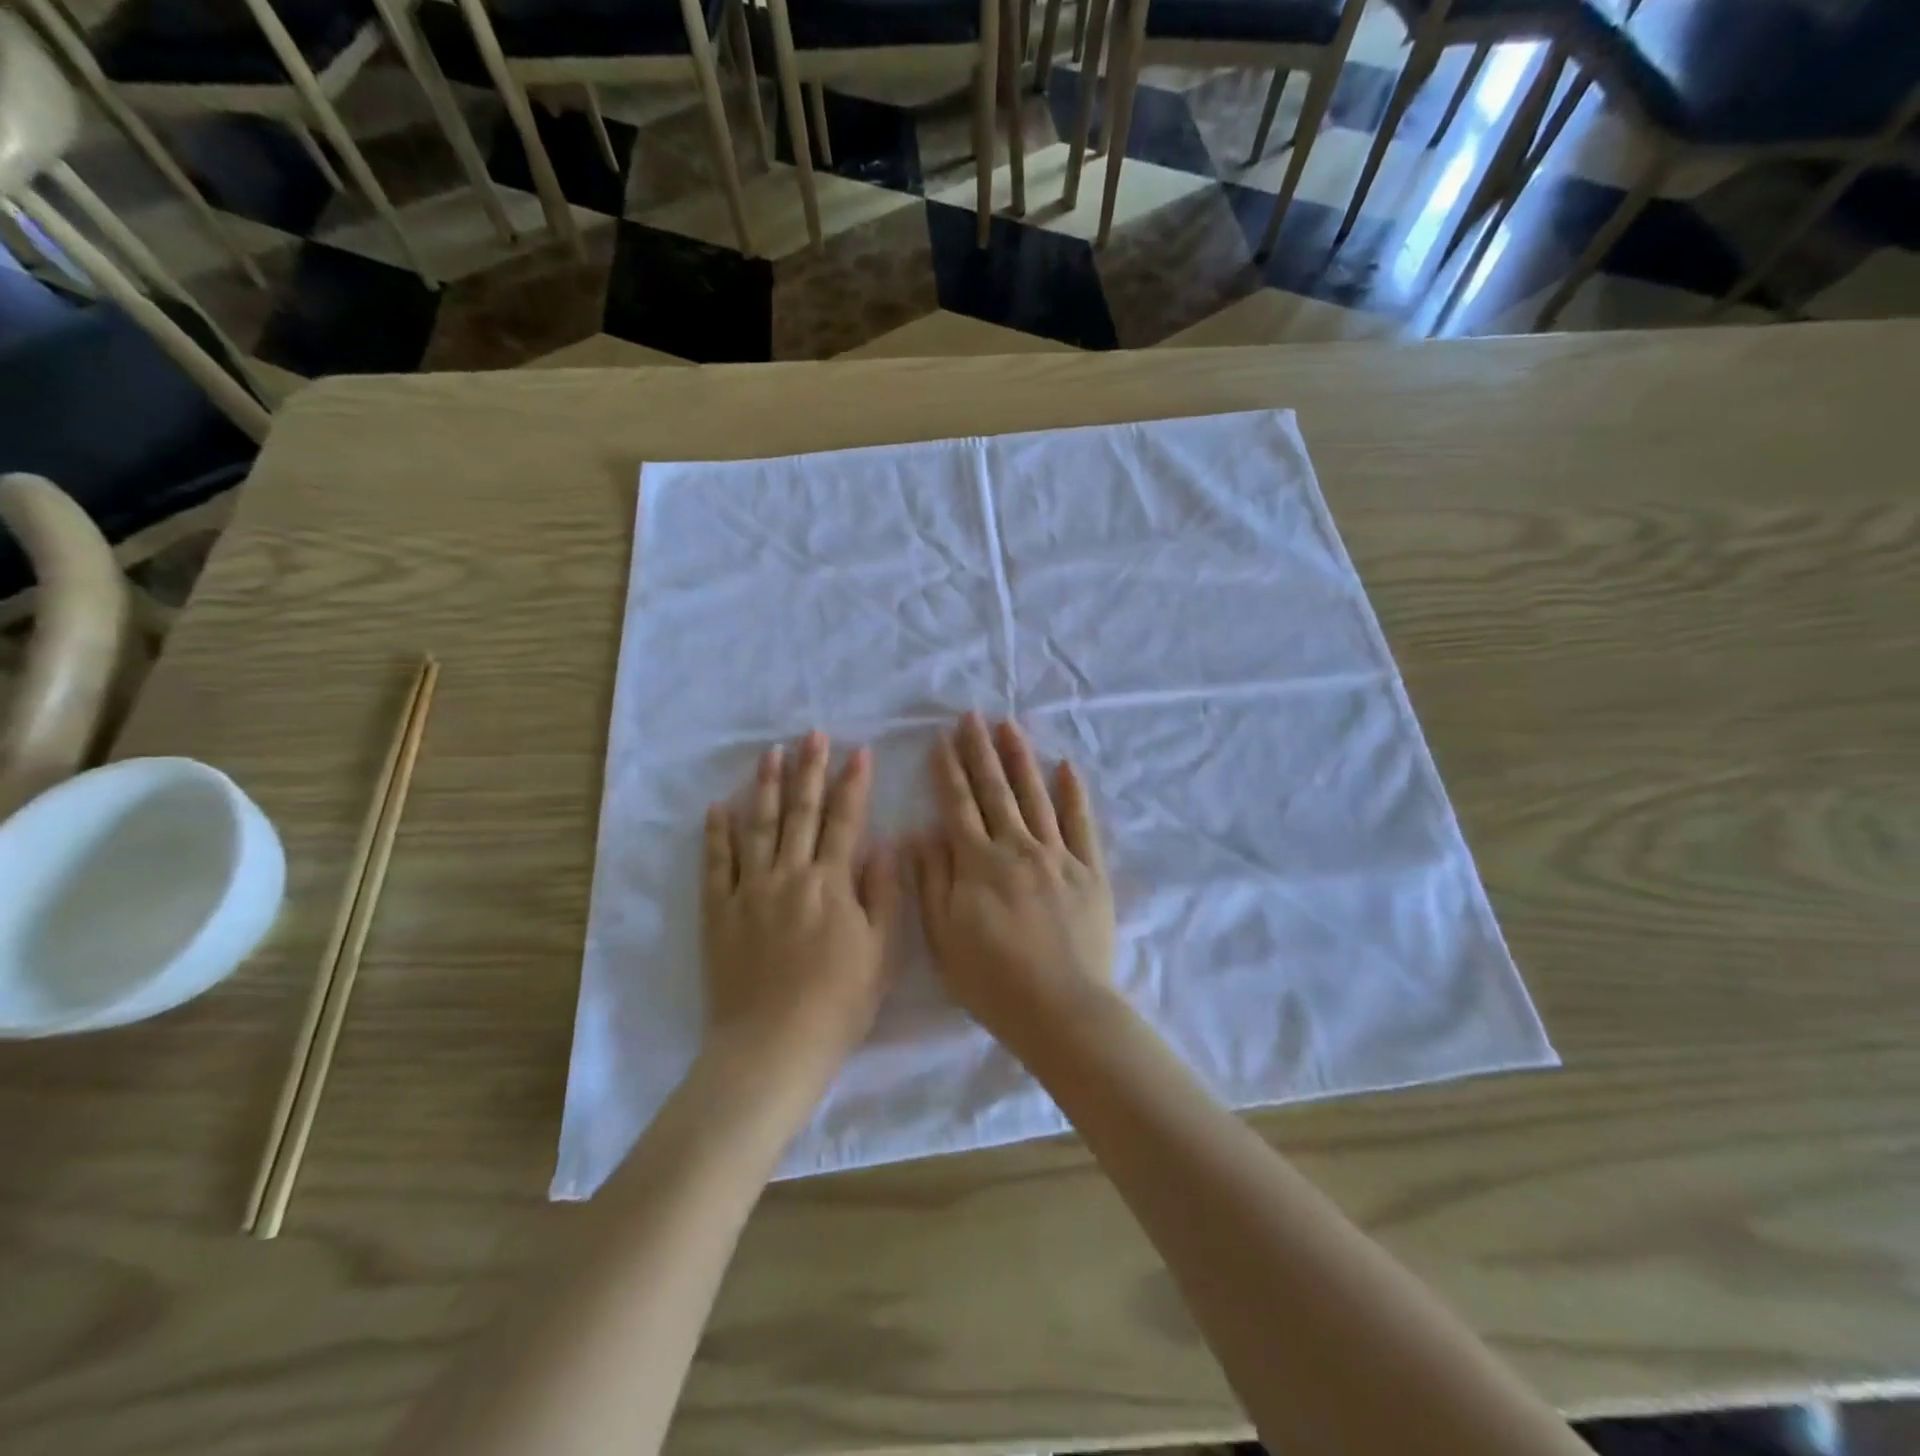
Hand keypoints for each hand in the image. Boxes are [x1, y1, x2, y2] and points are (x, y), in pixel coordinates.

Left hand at [703, 732, 896, 1096]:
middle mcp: (789, 875)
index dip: (853, 784)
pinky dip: (717, 834)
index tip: (859, 751)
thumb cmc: (838, 1003)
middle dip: (809, 770)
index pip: (846, 821)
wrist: (773, 1046)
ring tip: (769, 753)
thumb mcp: (881, 953)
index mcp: (831, 884)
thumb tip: (886, 844)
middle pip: (801, 812)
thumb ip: (884, 894)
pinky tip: (718, 807)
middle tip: (812, 735)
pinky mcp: (719, 912)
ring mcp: (749, 891)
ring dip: (764, 787)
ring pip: (757, 827)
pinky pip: (716, 864)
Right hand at [910, 714, 1115, 1052]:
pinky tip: (1065, 767)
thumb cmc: (993, 982)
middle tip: (972, 717)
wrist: (1062, 1010)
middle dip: (980, 751)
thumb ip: (932, 883)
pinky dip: (1073, 793)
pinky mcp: (1090, 870)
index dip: (948, 770)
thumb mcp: (943, 940)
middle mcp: (1017, 848)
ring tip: (1009, 727)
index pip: (959, 805)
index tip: (942, 739)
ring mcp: (1057, 855)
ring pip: (1035, 796)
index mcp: (978, 864)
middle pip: (995, 790)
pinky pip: (1081, 823)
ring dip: (1020, 759)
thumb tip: (921, 835)